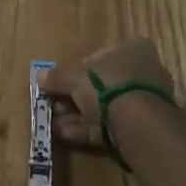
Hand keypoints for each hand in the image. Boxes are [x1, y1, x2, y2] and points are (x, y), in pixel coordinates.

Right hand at [38, 37, 178, 156]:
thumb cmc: (108, 85)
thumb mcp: (75, 77)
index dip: (75, 70)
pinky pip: (110, 125)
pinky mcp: (142, 128)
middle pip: (100, 84)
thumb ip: (57, 76)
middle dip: (73, 98)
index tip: (58, 83)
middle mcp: (143, 72)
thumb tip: (40, 76)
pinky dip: (88, 129)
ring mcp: (145, 102)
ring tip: (54, 125)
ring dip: (77, 116)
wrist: (139, 124)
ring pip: (104, 108)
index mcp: (133, 50)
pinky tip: (66, 136)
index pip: (98, 56)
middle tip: (52, 106)